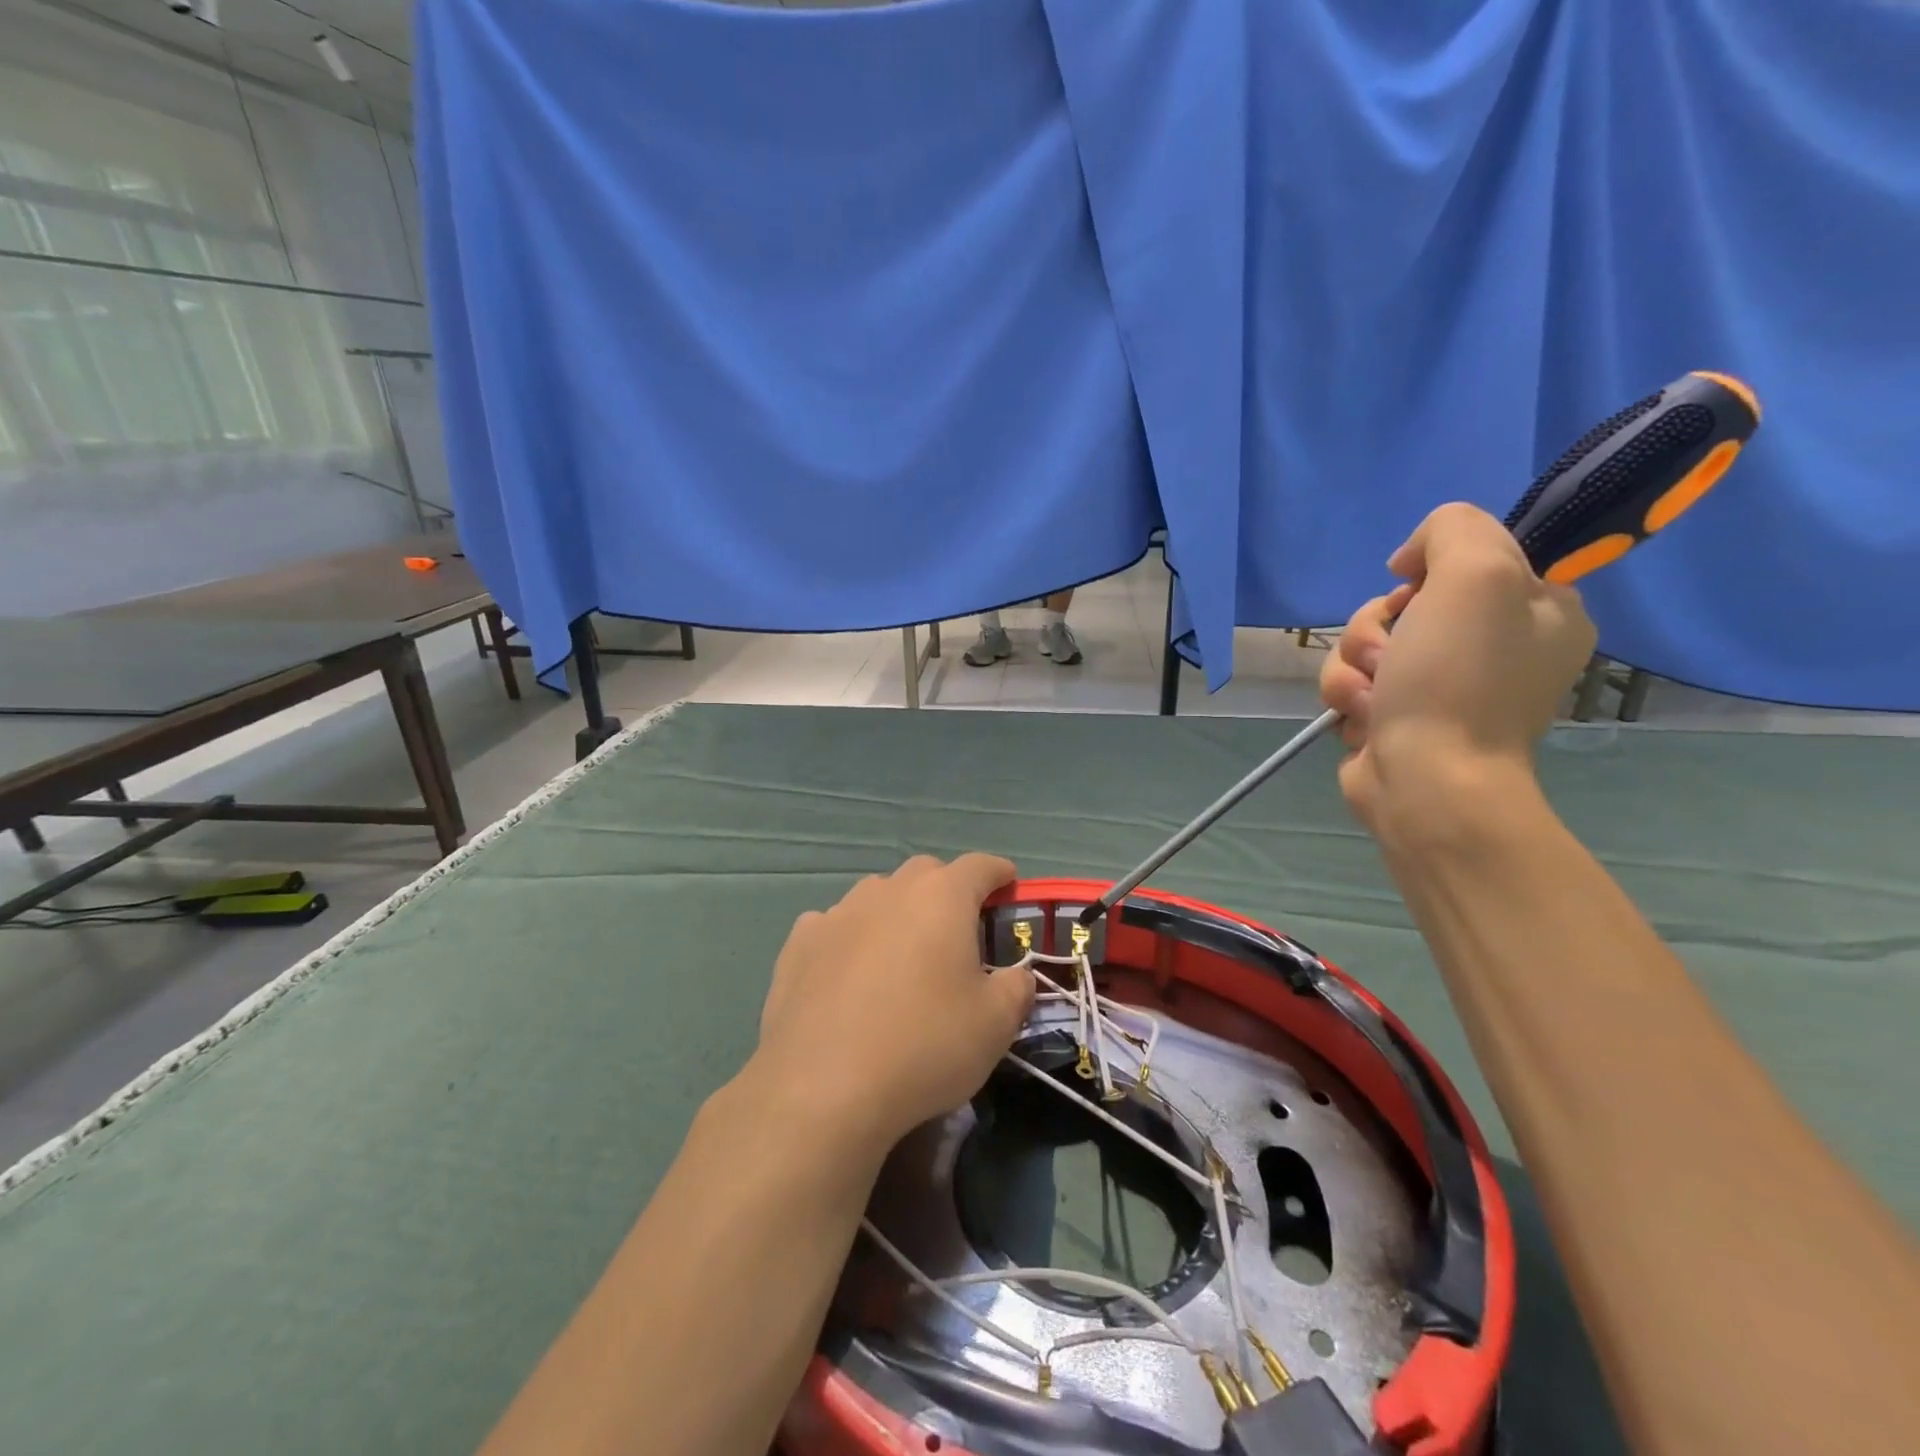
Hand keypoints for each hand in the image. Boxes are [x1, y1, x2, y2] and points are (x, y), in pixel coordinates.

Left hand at [746, 854, 1033, 1155]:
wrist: (822, 1088)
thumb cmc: (924, 1046)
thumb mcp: (996, 1024)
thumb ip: (1016, 988)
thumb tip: (1016, 976)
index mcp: (941, 897)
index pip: (979, 866)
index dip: (999, 873)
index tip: (1008, 884)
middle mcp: (888, 891)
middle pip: (925, 874)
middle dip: (947, 891)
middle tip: (958, 931)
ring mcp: (838, 913)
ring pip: (877, 897)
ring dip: (896, 915)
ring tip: (901, 957)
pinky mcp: (799, 943)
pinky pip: (835, 927)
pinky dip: (850, 940)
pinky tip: (849, 975)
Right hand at [1320, 503, 1595, 829]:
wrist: (1427, 780)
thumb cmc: (1458, 679)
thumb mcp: (1477, 573)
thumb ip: (1454, 529)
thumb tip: (1409, 564)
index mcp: (1541, 611)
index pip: (1468, 560)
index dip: (1428, 570)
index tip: (1415, 591)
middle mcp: (1495, 647)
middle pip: (1403, 603)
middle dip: (1375, 626)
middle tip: (1388, 655)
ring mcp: (1442, 687)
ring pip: (1368, 644)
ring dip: (1353, 665)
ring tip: (1372, 697)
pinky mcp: (1397, 717)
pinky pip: (1355, 684)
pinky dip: (1348, 698)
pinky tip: (1365, 719)